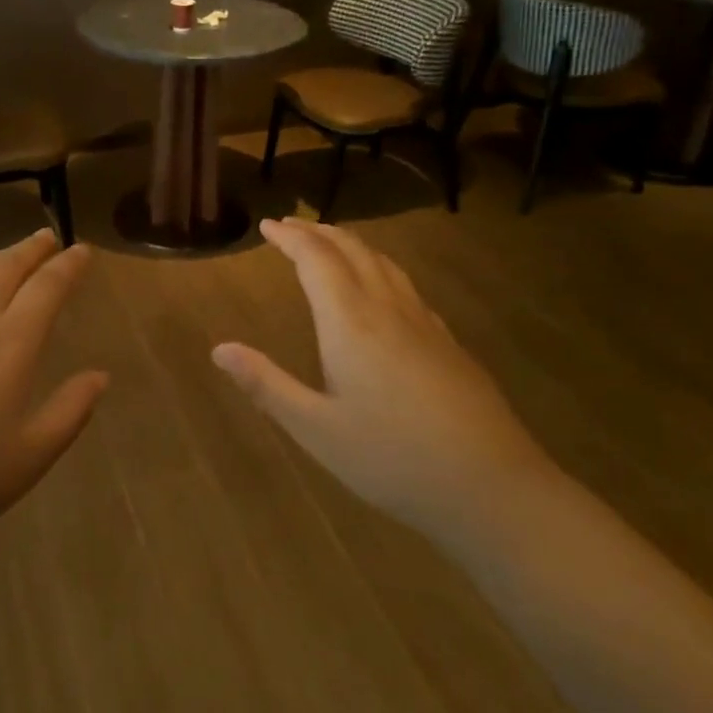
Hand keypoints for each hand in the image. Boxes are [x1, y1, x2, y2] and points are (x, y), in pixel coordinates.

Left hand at [0, 229, 108, 564]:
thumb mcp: (30, 457)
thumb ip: (70, 411)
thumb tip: (100, 376)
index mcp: (10, 345)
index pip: (47, 288)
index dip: (68, 265)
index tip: (82, 251)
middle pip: (4, 268)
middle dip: (30, 249)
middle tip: (46, 238)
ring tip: (3, 257)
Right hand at [212, 218, 550, 536]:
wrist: (492, 488)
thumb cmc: (392, 459)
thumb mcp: (316, 429)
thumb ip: (267, 385)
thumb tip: (219, 349)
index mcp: (351, 323)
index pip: (316, 260)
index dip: (290, 238)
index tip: (269, 224)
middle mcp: (388, 310)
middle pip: (353, 251)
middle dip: (319, 232)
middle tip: (292, 225)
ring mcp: (425, 324)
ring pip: (384, 264)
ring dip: (352, 244)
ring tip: (330, 242)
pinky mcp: (449, 343)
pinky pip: (406, 286)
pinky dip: (380, 268)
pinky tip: (382, 290)